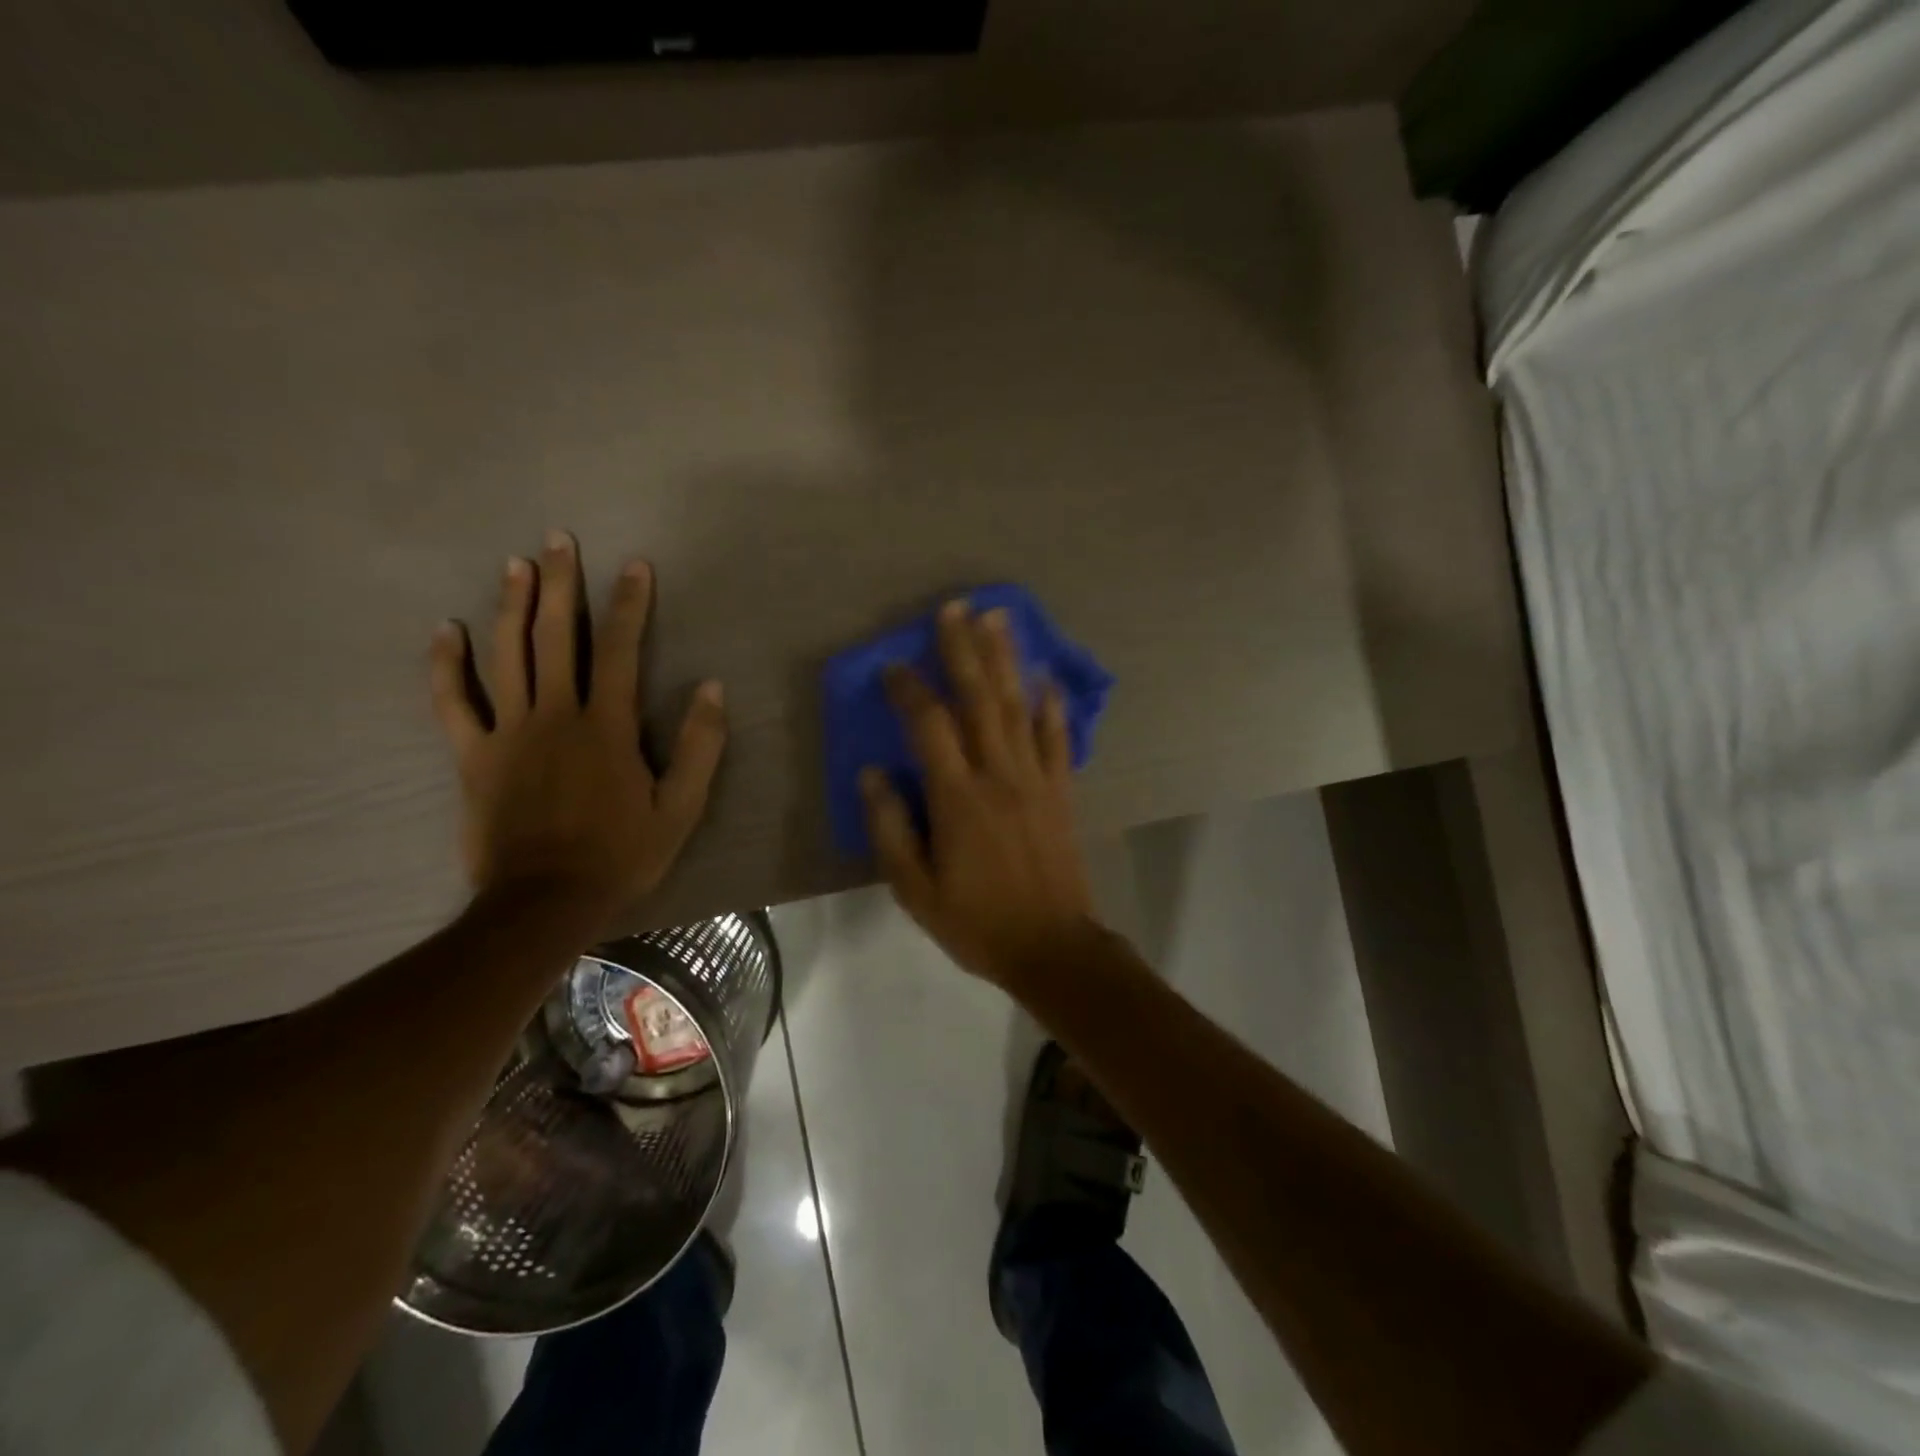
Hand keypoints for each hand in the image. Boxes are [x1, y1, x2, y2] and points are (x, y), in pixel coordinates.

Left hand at [430, 531, 726, 926]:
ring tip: (515, 564)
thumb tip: (712, 687)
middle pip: (555, 637)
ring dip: (511, 605)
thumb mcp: (680, 808)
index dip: (629, 604)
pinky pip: (453, 702)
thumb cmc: (621, 854)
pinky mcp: (473, 756)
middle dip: (560, 584)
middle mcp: (555, 716)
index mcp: (606, 727)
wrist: (545, 902)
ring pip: (506, 655)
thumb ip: (700, 746)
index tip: (635, 566)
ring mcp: (508, 733)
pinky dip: (446, 665)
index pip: (619, 650)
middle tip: (559, 539)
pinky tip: (445, 630)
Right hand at [861, 600, 1096, 987]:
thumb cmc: (976, 922)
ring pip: (1018, 707)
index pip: (930, 726)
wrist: (1052, 947)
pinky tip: (1048, 677)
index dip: (909, 690)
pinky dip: (1052, 706)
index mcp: (958, 798)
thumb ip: (891, 829)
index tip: (892, 666)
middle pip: (979, 699)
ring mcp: (1036, 779)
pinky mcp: (1062, 791)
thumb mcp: (915, 890)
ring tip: (998, 618)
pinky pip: (1057, 739)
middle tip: (955, 608)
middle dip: (964, 650)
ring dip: (1006, 660)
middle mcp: (998, 775)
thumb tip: (872, 774)